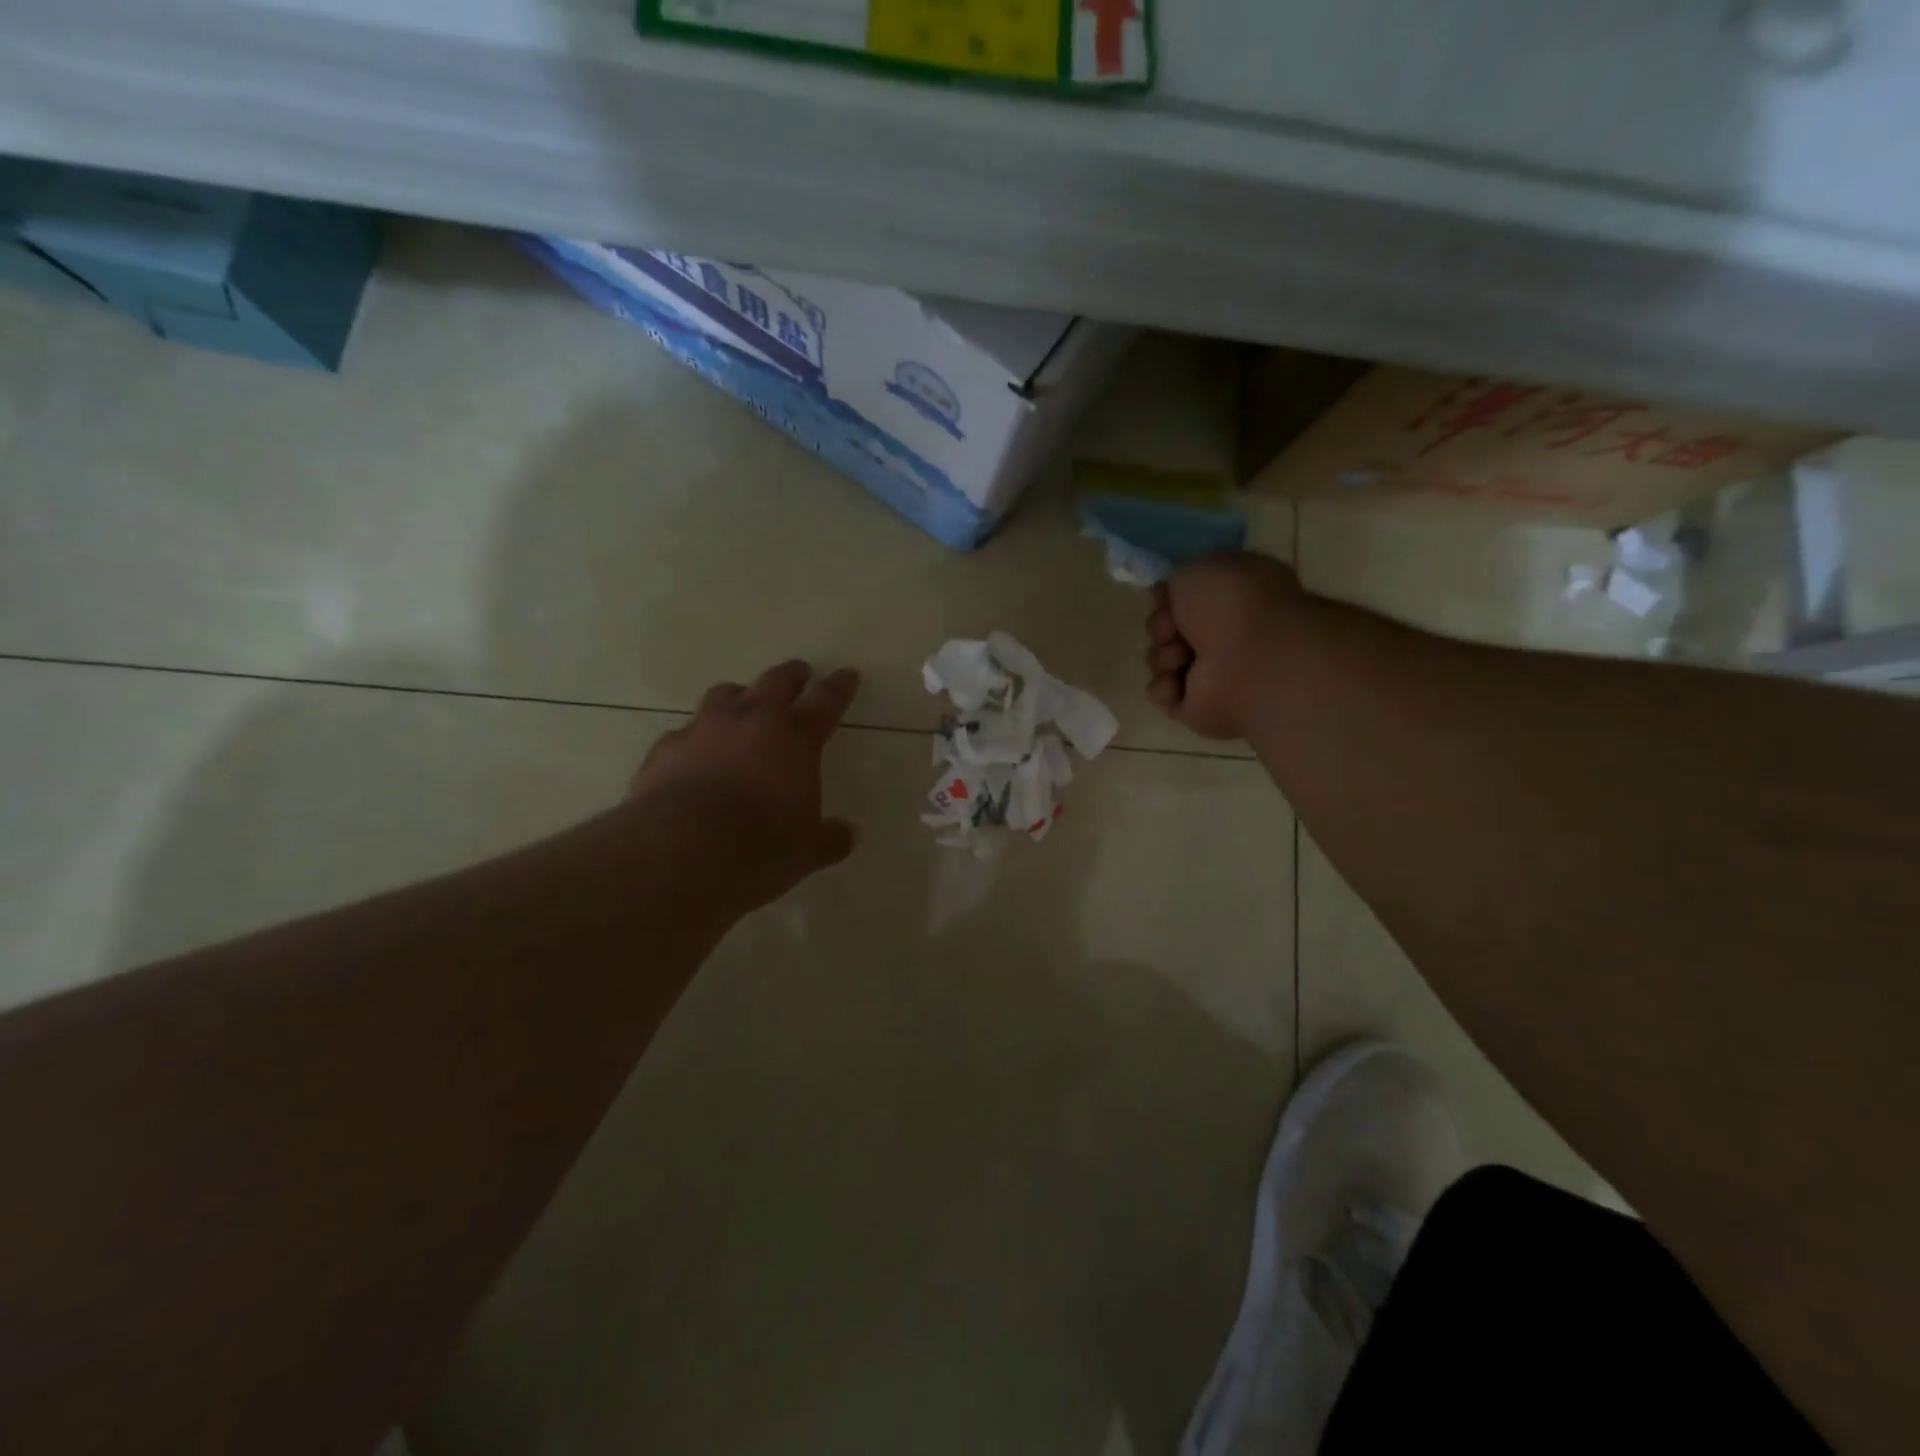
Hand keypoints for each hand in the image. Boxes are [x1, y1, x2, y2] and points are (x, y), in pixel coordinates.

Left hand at [630, 660, 861, 909]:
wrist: (682, 852)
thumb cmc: (761, 847)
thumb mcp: (808, 850)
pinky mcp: (665, 750)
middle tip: (798, 674)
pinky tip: (693, 756)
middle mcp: (750, 720)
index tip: (847, 674)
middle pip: (775, 682)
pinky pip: (683, 734)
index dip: (839, 686)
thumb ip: (830, 837)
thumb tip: (847, 834)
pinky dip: (695, 740)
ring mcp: (703, 730)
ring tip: (741, 707)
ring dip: (737, 698)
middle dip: (790, 676)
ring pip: (723, 696)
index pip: (825, 700)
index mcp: (795, 737)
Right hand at [1145, 553, 1305, 739]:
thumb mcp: (1199, 569)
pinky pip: (1161, 694)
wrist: (1254, 659)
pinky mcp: (1197, 707)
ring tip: (1183, 657)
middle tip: (1174, 629)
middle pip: (1166, 629)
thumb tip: (1170, 598)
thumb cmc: (1232, 605)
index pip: (1182, 597)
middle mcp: (1223, 634)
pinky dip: (1164, 687)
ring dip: (1162, 655)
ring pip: (1159, 660)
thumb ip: (1179, 580)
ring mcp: (1211, 674)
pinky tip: (1179, 682)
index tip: (1165, 597)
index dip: (1166, 596)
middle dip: (1161, 626)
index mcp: (1232, 597)